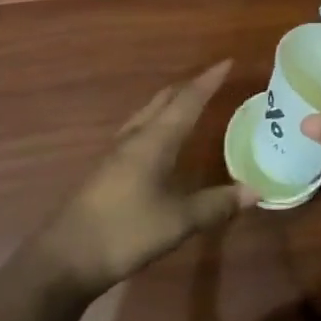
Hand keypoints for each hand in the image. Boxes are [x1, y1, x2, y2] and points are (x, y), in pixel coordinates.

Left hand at [37, 59, 250, 296]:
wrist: (64, 259)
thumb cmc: (125, 232)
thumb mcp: (179, 221)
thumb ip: (217, 204)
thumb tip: (256, 190)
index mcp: (154, 140)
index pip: (187, 101)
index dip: (208, 81)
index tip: (227, 62)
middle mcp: (134, 138)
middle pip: (163, 101)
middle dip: (189, 87)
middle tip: (212, 80)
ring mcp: (115, 153)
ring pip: (147, 114)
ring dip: (170, 103)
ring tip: (188, 102)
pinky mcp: (105, 171)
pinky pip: (137, 131)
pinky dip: (157, 122)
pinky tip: (158, 140)